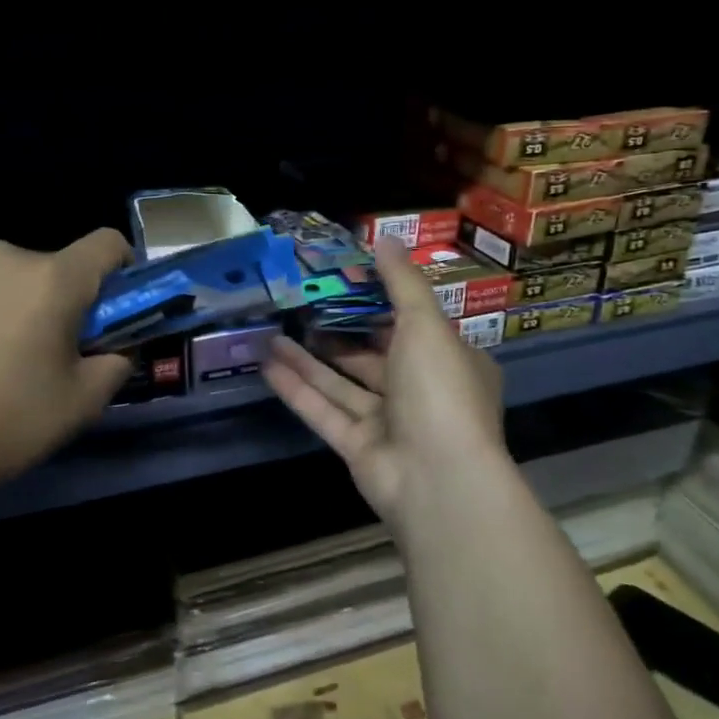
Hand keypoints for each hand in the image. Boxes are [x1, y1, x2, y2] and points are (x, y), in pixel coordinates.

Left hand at [0, 230, 133, 496]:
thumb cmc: (6, 422)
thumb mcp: (83, 403)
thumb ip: (117, 363)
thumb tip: (116, 347)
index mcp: (53, 279)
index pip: (108, 244)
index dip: (122, 271)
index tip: (112, 310)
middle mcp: (4, 257)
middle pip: (54, 267)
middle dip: (61, 300)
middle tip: (48, 352)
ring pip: (6, 278)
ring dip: (13, 304)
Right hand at [264, 237, 507, 525]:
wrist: (438, 479)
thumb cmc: (440, 390)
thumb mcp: (426, 325)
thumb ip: (403, 283)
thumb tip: (385, 239)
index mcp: (450, 362)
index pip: (413, 326)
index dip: (380, 303)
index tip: (344, 279)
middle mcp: (421, 392)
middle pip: (372, 356)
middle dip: (337, 332)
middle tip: (301, 304)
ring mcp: (389, 424)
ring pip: (343, 384)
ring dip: (308, 359)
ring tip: (273, 331)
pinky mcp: (358, 448)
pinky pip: (325, 411)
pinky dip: (298, 389)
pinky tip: (268, 364)